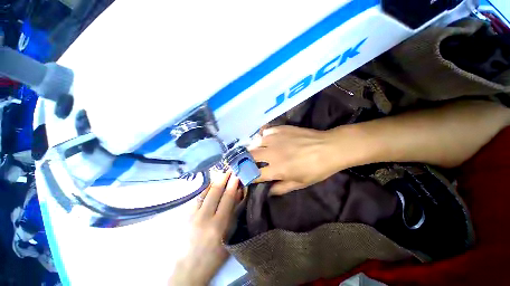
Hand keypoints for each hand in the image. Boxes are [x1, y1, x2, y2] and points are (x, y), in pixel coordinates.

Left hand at [169, 172, 241, 285]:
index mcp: (217, 225)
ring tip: (220, 173)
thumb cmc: (212, 257)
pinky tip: (209, 184)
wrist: (186, 270)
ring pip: (204, 192)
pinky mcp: (184, 216)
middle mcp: (204, 217)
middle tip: (229, 169)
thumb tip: (238, 196)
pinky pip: (196, 198)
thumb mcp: (228, 238)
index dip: (233, 185)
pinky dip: (204, 189)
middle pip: (215, 192)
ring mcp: (191, 215)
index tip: (237, 175)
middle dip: (223, 178)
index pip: (227, 198)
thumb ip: (233, 216)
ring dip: (213, 181)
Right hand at [249, 125, 350, 194]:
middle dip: (244, 161)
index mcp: (277, 169)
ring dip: (253, 148)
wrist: (329, 147)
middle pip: (250, 156)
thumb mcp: (300, 183)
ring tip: (255, 151)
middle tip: (245, 162)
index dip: (247, 176)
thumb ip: (281, 188)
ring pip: (255, 142)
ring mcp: (275, 139)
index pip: (254, 174)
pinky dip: (262, 136)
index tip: (244, 176)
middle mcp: (272, 153)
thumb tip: (268, 192)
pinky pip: (265, 131)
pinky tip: (266, 139)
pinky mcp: (280, 129)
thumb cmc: (316, 169)